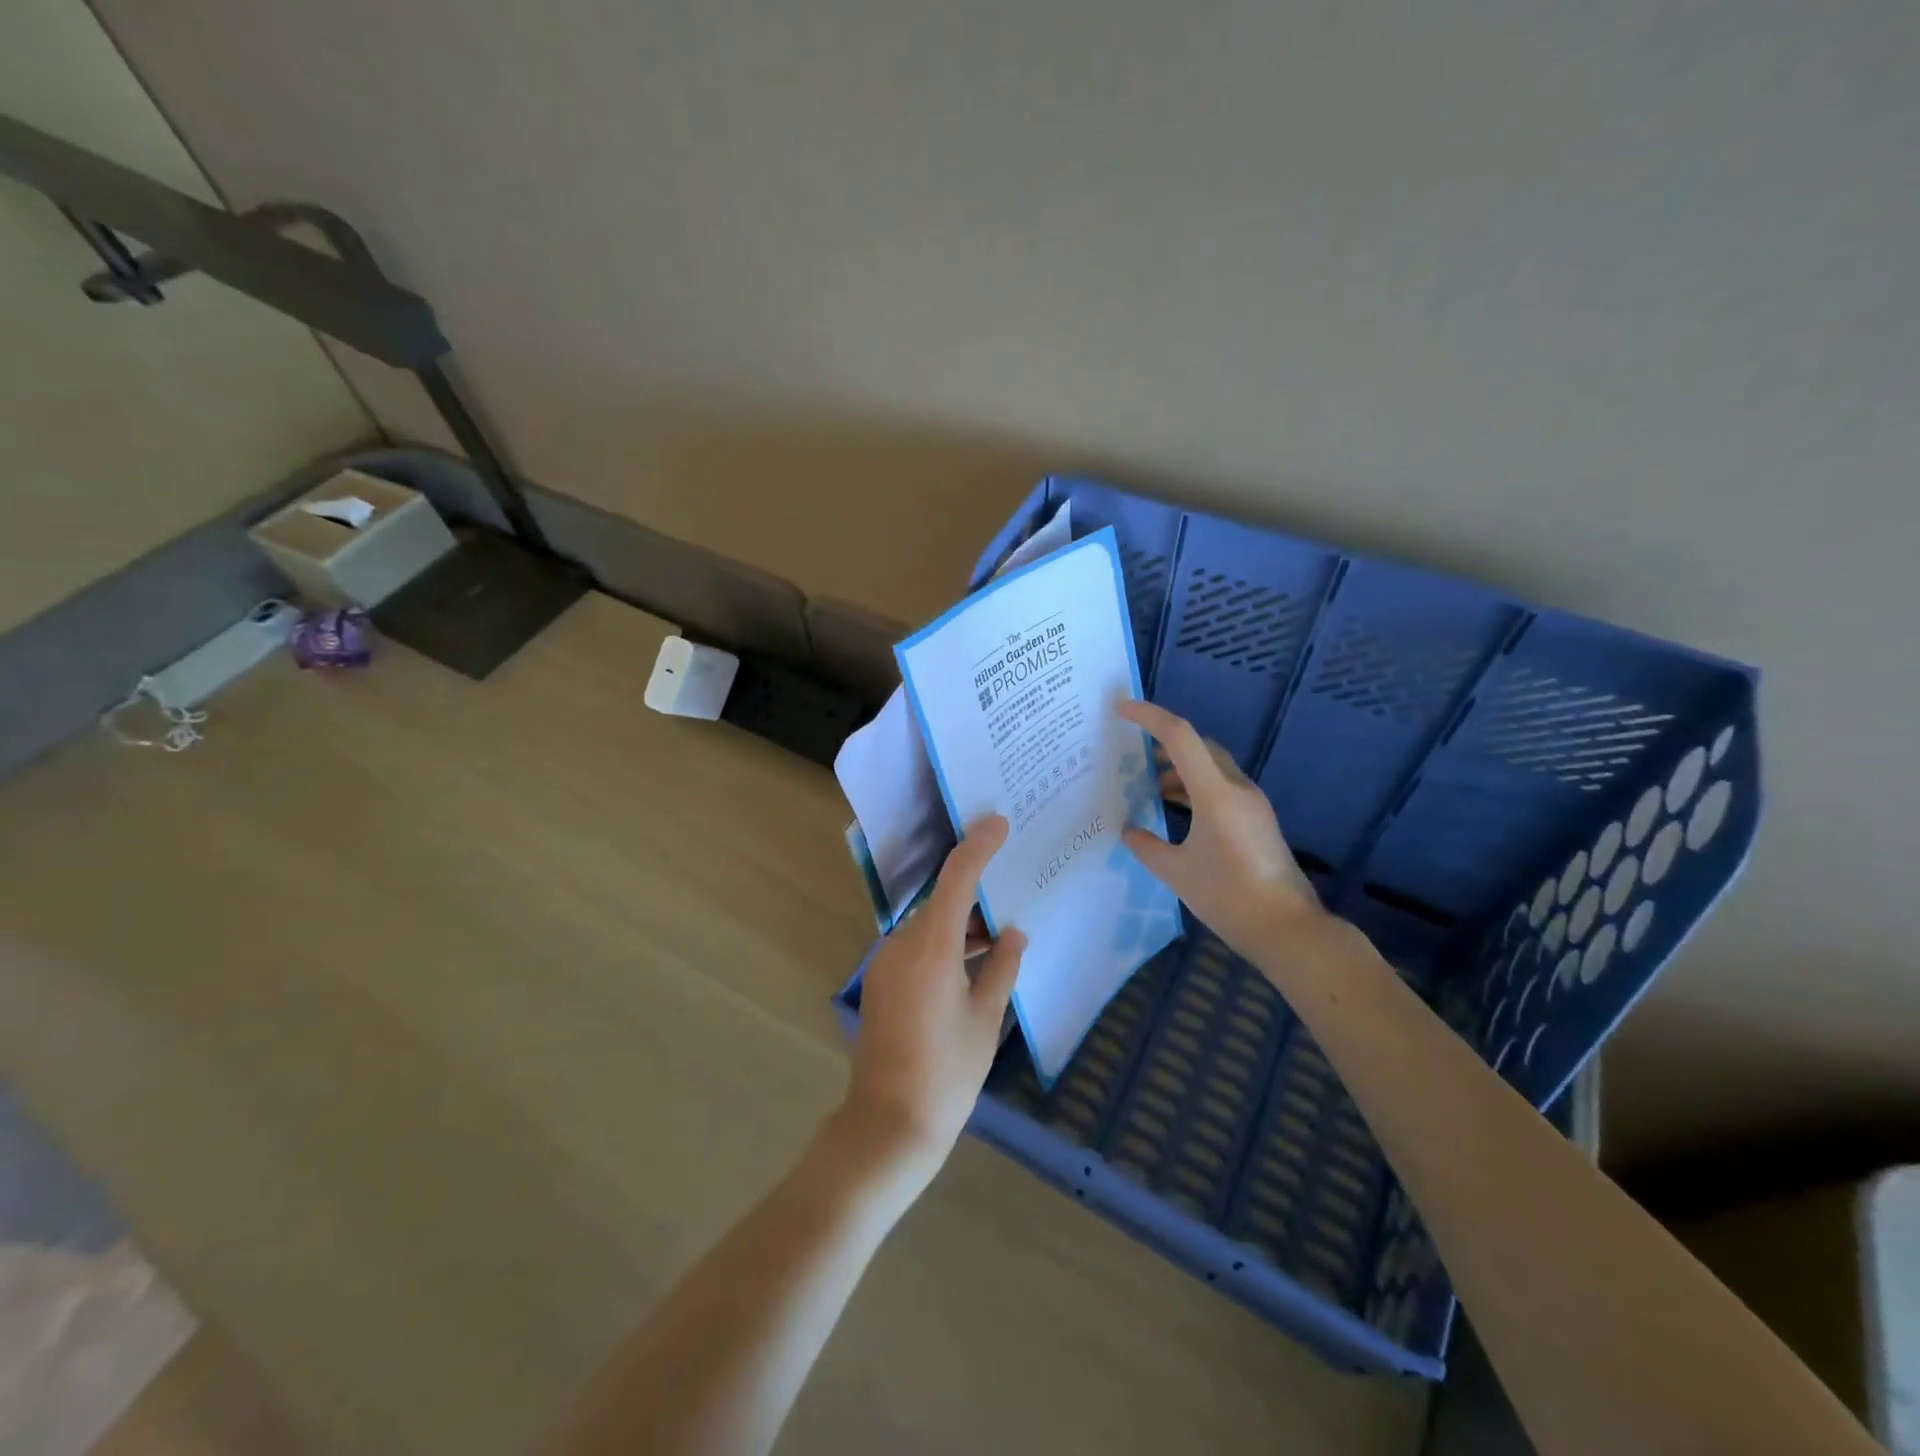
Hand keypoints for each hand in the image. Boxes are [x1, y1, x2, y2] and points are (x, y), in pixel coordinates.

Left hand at [844, 816, 1026, 1186]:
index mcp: (931, 946)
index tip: (999, 823)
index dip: (978, 846)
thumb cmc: (948, 1071)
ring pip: (929, 926)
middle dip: (975, 895)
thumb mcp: (986, 1018)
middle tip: (1012, 889)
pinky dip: (944, 946)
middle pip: (942, 902)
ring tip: (999, 936)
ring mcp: (886, 963)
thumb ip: (1002, 968)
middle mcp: (902, 944)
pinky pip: (917, 947)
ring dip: (961, 925)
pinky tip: (973, 964)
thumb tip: (1013, 934)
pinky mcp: (882, 982)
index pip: (956, 878)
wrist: (889, 1123)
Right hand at [1117, 700, 1324, 957]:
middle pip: (1198, 746)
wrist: (1287, 930)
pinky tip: (1176, 810)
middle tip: (1132, 752)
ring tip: (1149, 784)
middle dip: (1164, 742)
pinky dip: (1195, 787)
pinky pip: (1221, 787)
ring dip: (1180, 767)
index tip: (1120, 709)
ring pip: (1211, 766)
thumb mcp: (1176, 873)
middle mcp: (1237, 789)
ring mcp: (1252, 803)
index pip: (1180, 737)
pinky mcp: (1257, 820)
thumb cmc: (1228, 897)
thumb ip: (1146, 846)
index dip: (1149, 717)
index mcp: (1216, 793)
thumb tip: (1129, 831)